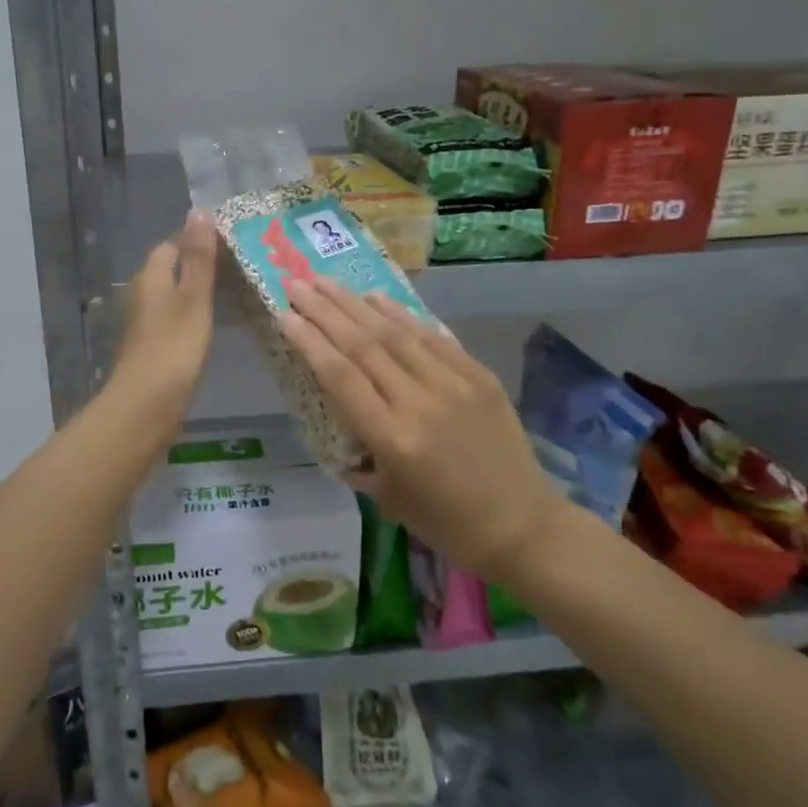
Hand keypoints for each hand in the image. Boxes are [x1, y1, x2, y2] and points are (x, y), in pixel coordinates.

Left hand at [111, 210, 218, 412]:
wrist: (146, 405)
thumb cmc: (173, 347)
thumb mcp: (193, 297)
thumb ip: (198, 257)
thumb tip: (198, 210)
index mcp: (149, 277)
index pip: (172, 244)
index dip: (199, 241)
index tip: (232, 246)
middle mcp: (142, 295)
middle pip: (171, 269)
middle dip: (200, 266)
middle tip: (240, 270)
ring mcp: (145, 323)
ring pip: (173, 296)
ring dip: (197, 293)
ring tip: (234, 295)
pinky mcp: (152, 347)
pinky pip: (174, 320)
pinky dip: (192, 318)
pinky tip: (212, 327)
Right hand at [279, 279, 563, 574]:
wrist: (523, 524)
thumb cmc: (447, 522)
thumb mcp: (387, 498)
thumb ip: (357, 455)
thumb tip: (336, 422)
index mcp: (393, 439)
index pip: (340, 377)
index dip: (309, 342)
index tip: (284, 314)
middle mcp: (419, 402)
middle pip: (363, 345)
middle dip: (324, 310)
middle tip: (297, 284)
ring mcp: (453, 384)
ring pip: (395, 333)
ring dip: (356, 303)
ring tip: (326, 282)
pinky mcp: (478, 375)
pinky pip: (432, 337)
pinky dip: (401, 315)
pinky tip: (376, 298)